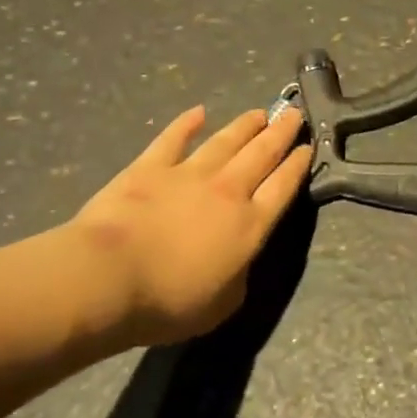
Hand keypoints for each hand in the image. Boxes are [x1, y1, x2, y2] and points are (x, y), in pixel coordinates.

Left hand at [67, 106, 312, 344]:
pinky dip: (187, 123)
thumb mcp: (223, 304)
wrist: (108, 279)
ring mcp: (189, 174)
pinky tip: (198, 112)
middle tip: (294, 115)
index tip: (308, 147)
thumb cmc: (169, 301)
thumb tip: (241, 261)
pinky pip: (173, 139)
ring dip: (245, 125)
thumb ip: (240, 277)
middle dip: (281, 133)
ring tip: (260, 113)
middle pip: (262, 154)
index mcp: (250, 225)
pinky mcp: (150, 168)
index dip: (298, 165)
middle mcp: (228, 191)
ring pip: (226, 141)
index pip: (283, 187)